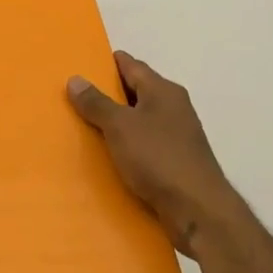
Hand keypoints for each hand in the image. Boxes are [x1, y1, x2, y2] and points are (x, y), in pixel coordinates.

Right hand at [68, 50, 247, 258]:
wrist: (198, 209)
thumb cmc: (158, 158)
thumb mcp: (120, 126)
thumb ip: (96, 103)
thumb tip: (76, 79)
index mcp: (163, 91)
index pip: (131, 65)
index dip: (106, 63)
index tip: (82, 65)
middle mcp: (173, 108)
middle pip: (136, 92)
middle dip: (108, 94)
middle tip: (74, 96)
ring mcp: (177, 136)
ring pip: (139, 120)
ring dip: (116, 122)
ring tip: (84, 126)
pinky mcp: (175, 161)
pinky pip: (144, 145)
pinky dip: (126, 145)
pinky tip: (107, 156)